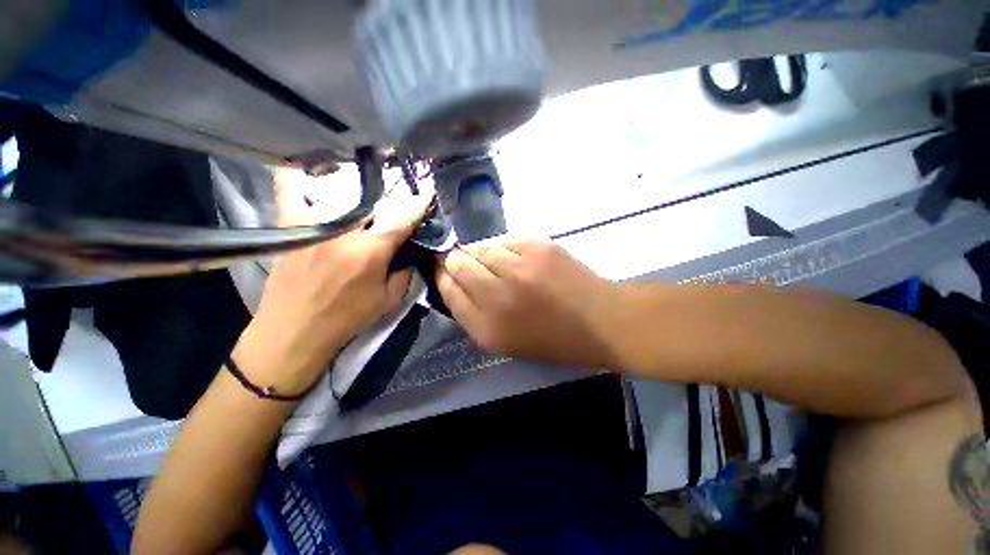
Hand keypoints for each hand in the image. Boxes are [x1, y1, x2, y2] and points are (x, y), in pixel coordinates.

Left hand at [234, 168, 430, 394]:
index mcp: (370, 251)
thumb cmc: (347, 318)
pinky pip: (289, 188)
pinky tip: (311, 172)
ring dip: (358, 187)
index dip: (418, 203)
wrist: (294, 330)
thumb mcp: (389, 300)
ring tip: (366, 191)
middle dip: (392, 197)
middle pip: (374, 200)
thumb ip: (404, 272)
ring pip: (338, 189)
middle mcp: (343, 231)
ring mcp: (313, 224)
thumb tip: (409, 251)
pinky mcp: (289, 225)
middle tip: (398, 200)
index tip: (428, 190)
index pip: (401, 219)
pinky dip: (300, 176)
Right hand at [436, 238, 618, 367]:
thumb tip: (454, 282)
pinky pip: (504, 240)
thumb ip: (473, 314)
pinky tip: (515, 259)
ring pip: (479, 247)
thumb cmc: (552, 339)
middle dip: (455, 261)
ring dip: (480, 253)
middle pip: (457, 263)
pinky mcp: (537, 245)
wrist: (599, 321)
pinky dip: (503, 248)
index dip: (443, 277)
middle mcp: (497, 295)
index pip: (447, 290)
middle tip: (464, 263)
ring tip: (495, 263)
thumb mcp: (504, 342)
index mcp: (487, 328)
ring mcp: (518, 266)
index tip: (443, 271)